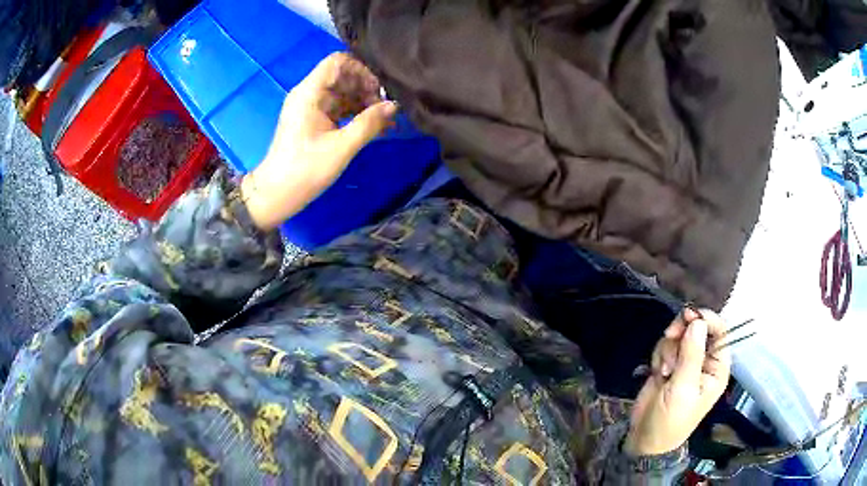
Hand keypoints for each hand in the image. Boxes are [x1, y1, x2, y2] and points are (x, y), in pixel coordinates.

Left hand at [242, 52, 397, 229]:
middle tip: (385, 108)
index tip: (378, 88)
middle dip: (366, 88)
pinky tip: (375, 128)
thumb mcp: (341, 147)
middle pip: (342, 76)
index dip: (361, 69)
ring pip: (343, 93)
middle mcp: (309, 94)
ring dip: (364, 102)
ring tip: (385, 121)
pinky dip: (355, 114)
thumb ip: (369, 124)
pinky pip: (338, 108)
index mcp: (310, 93)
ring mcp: (310, 108)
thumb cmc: (305, 170)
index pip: (337, 62)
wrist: (276, 194)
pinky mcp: (313, 121)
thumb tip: (394, 106)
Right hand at [624, 308, 731, 455]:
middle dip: (682, 333)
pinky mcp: (669, 365)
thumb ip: (691, 355)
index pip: (720, 331)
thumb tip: (697, 321)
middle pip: (698, 328)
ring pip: (679, 336)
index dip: (706, 319)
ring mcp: (686, 363)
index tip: (688, 315)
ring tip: (663, 372)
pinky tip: (657, 372)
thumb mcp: (682, 389)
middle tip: (670, 337)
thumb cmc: (670, 420)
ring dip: (668, 349)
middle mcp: (705, 362)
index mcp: (717, 368)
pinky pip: (666, 345)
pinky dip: (659, 355)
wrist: (645, 438)